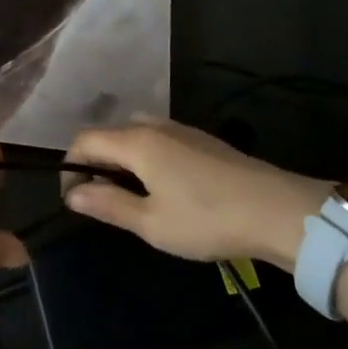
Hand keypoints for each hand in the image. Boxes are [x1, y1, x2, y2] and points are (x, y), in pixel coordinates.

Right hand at [63, 118, 332, 268]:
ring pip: (135, 135)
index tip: (75, 200)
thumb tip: (73, 193)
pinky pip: (157, 140)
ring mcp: (181, 129)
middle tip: (101, 202)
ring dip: (121, 161)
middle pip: (109, 134)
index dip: (71, 167)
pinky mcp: (202, 140)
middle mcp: (154, 126)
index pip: (84, 140)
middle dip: (95, 163)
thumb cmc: (206, 219)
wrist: (276, 210)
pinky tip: (162, 189)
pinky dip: (145, 158)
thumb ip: (108, 204)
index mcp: (136, 141)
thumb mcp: (151, 223)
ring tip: (130, 198)